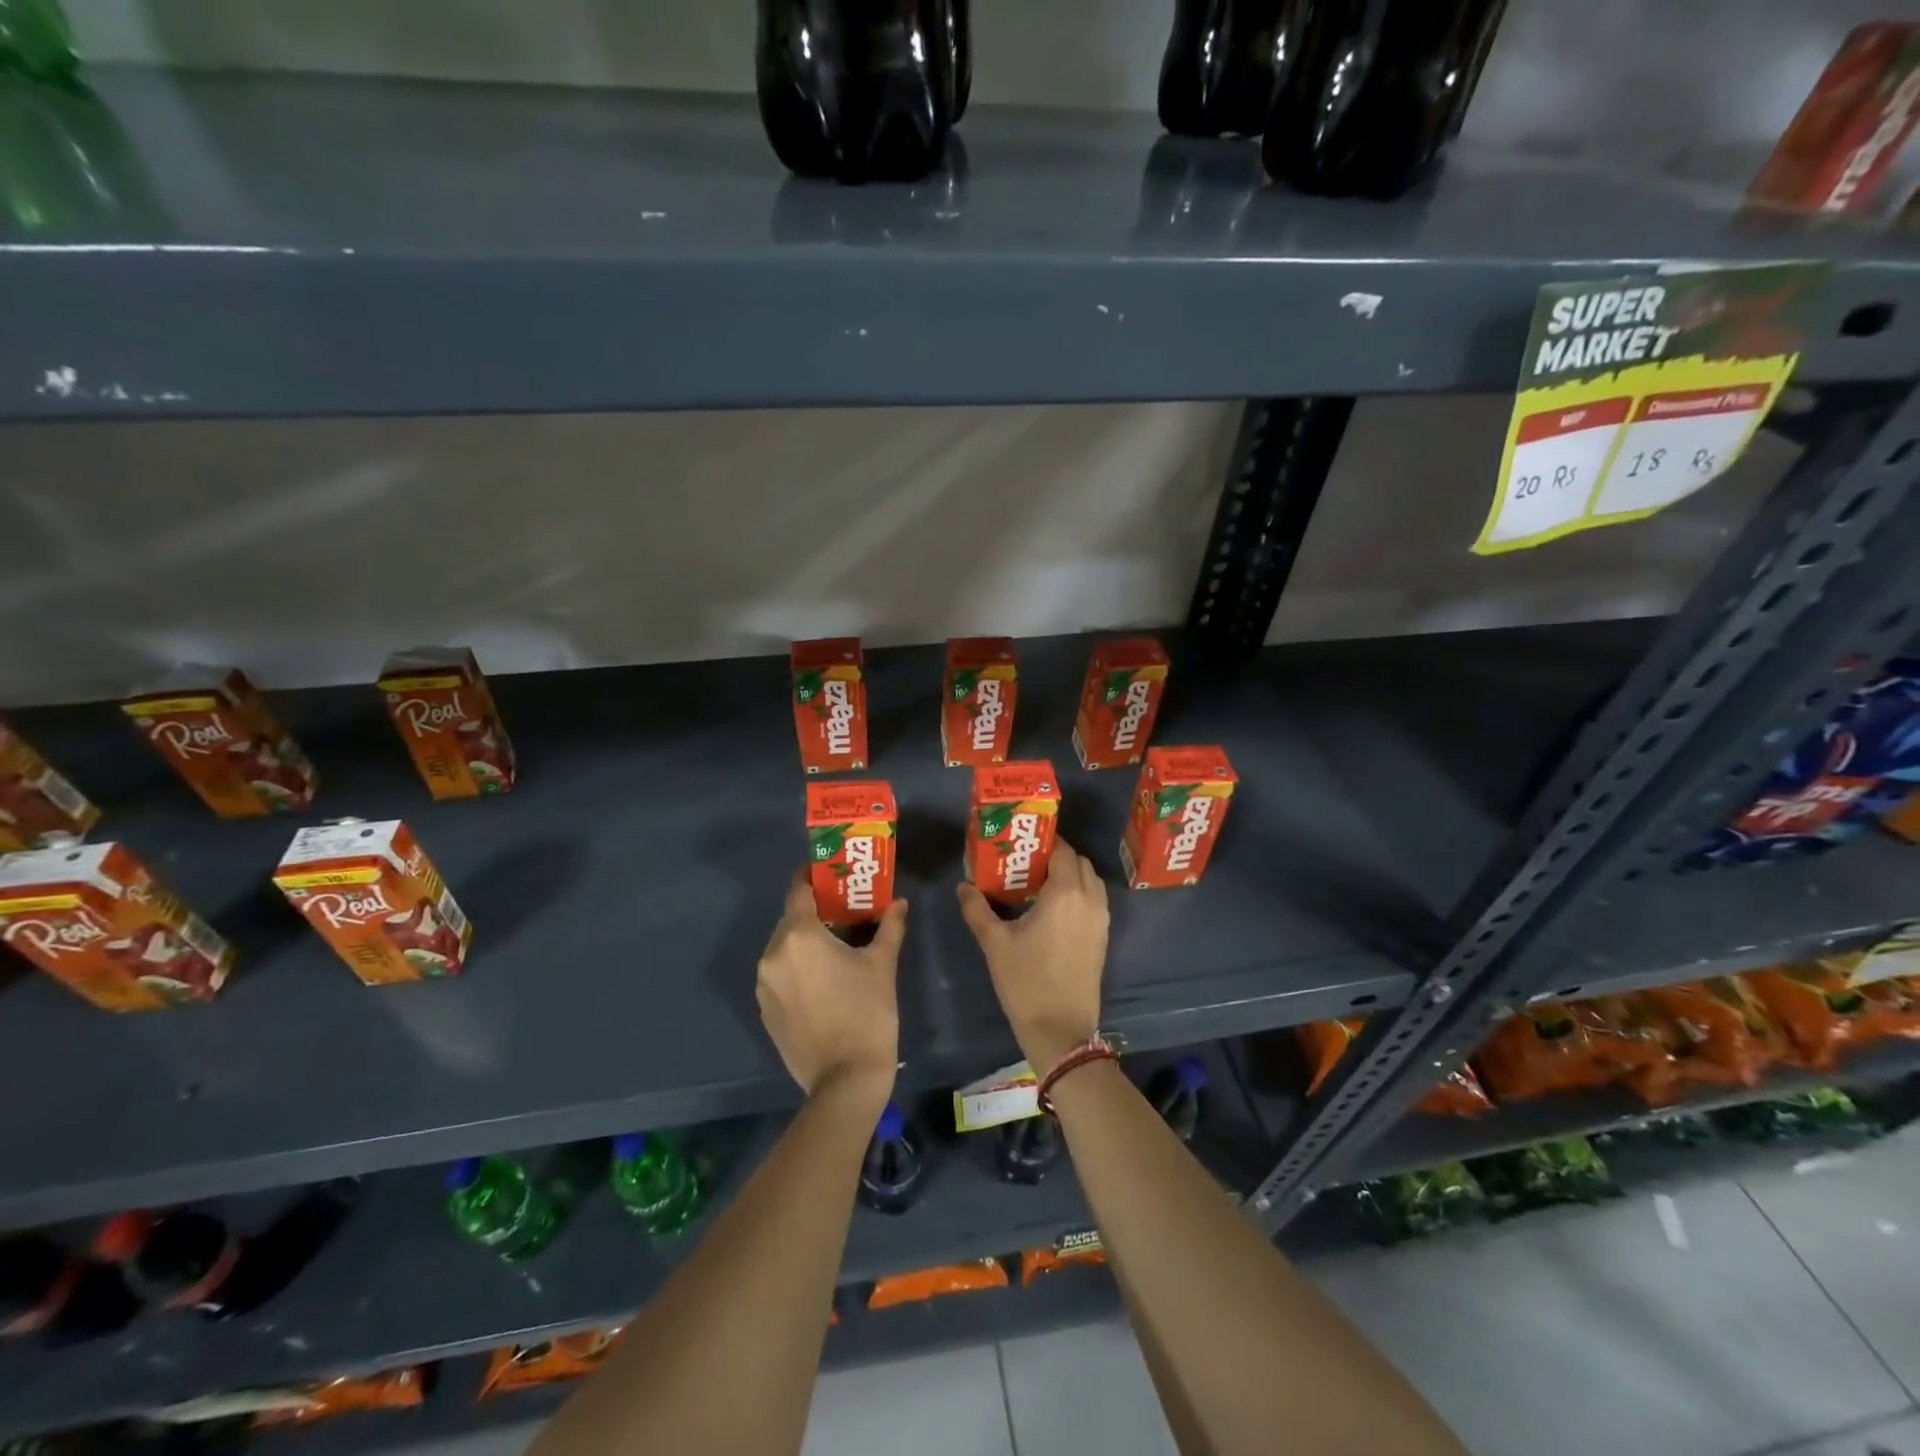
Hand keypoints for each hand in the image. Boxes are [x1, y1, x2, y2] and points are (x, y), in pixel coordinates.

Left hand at [757, 870, 905, 1105]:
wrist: (845, 1080)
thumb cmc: (867, 1013)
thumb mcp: (882, 965)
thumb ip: (889, 927)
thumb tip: (899, 903)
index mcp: (799, 936)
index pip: (798, 891)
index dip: (812, 878)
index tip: (829, 874)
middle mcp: (773, 954)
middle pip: (790, 920)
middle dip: (814, 912)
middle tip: (842, 912)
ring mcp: (764, 985)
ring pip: (783, 948)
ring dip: (804, 942)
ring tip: (834, 948)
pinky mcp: (764, 1009)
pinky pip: (779, 974)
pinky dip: (796, 968)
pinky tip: (821, 982)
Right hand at [957, 839, 1108, 1072]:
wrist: (1061, 1029)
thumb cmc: (1026, 981)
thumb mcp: (995, 943)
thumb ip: (977, 909)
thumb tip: (963, 886)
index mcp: (1066, 893)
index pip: (1063, 850)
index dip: (1045, 842)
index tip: (1022, 843)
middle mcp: (1090, 899)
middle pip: (1080, 862)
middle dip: (1058, 856)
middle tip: (1028, 862)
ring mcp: (1101, 919)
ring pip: (1091, 881)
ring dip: (1071, 874)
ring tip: (1040, 883)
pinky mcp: (1103, 937)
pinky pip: (1094, 901)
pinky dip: (1079, 893)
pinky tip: (1053, 908)